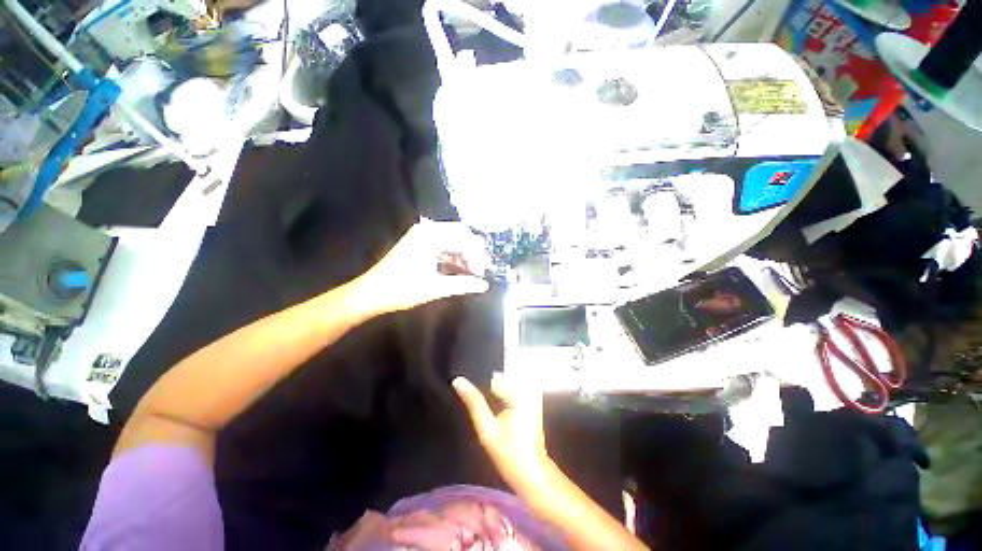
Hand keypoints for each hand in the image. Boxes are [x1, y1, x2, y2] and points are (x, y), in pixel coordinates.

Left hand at [356, 219, 490, 314]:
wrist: (370, 293)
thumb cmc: (402, 290)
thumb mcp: (436, 288)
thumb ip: (463, 284)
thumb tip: (484, 285)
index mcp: (431, 237)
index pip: (463, 239)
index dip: (477, 255)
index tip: (484, 270)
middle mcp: (426, 230)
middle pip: (459, 235)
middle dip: (472, 252)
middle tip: (481, 269)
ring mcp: (420, 235)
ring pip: (450, 239)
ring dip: (462, 253)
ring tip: (471, 271)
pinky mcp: (417, 243)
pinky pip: (441, 244)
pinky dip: (451, 254)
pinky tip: (457, 267)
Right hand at [453, 373, 549, 490]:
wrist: (533, 475)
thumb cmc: (510, 454)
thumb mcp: (487, 428)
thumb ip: (473, 402)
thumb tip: (458, 380)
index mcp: (520, 390)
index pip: (493, 375)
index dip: (478, 382)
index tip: (466, 389)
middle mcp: (528, 388)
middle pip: (499, 380)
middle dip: (487, 389)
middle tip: (477, 407)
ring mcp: (532, 396)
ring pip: (504, 387)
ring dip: (493, 395)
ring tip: (489, 414)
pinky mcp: (532, 404)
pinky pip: (511, 394)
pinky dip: (501, 400)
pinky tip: (497, 416)